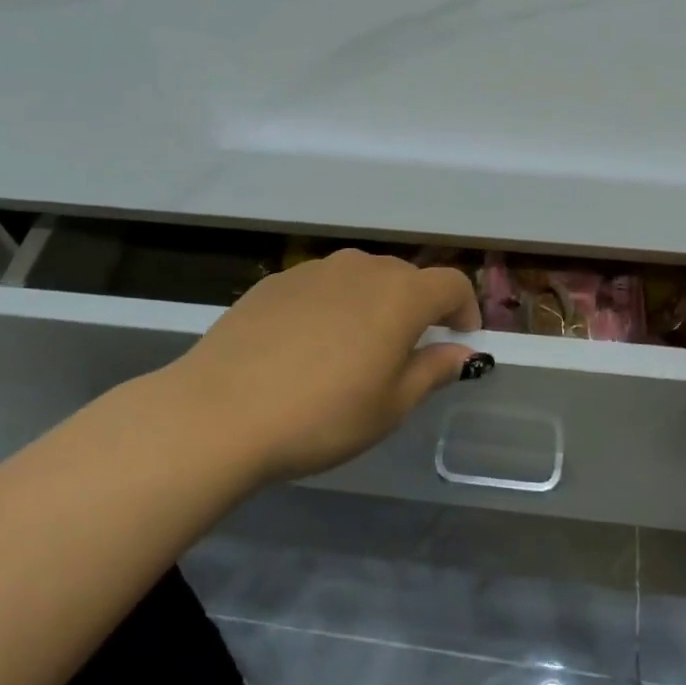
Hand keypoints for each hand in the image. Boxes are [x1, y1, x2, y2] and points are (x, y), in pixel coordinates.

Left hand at [165, 249, 482, 483]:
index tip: (459, 339)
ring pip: (361, 277)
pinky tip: (307, 345)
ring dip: (373, 303)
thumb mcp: (390, 406)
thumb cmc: (322, 415)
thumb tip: (463, 352)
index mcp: (400, 295)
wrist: (220, 411)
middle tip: (405, 353)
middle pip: (406, 276)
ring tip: (354, 348)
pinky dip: (332, 305)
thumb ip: (433, 371)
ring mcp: (315, 269)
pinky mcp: (276, 280)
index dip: (464, 309)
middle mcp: (362, 268)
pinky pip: (321, 285)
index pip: (451, 283)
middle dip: (418, 307)